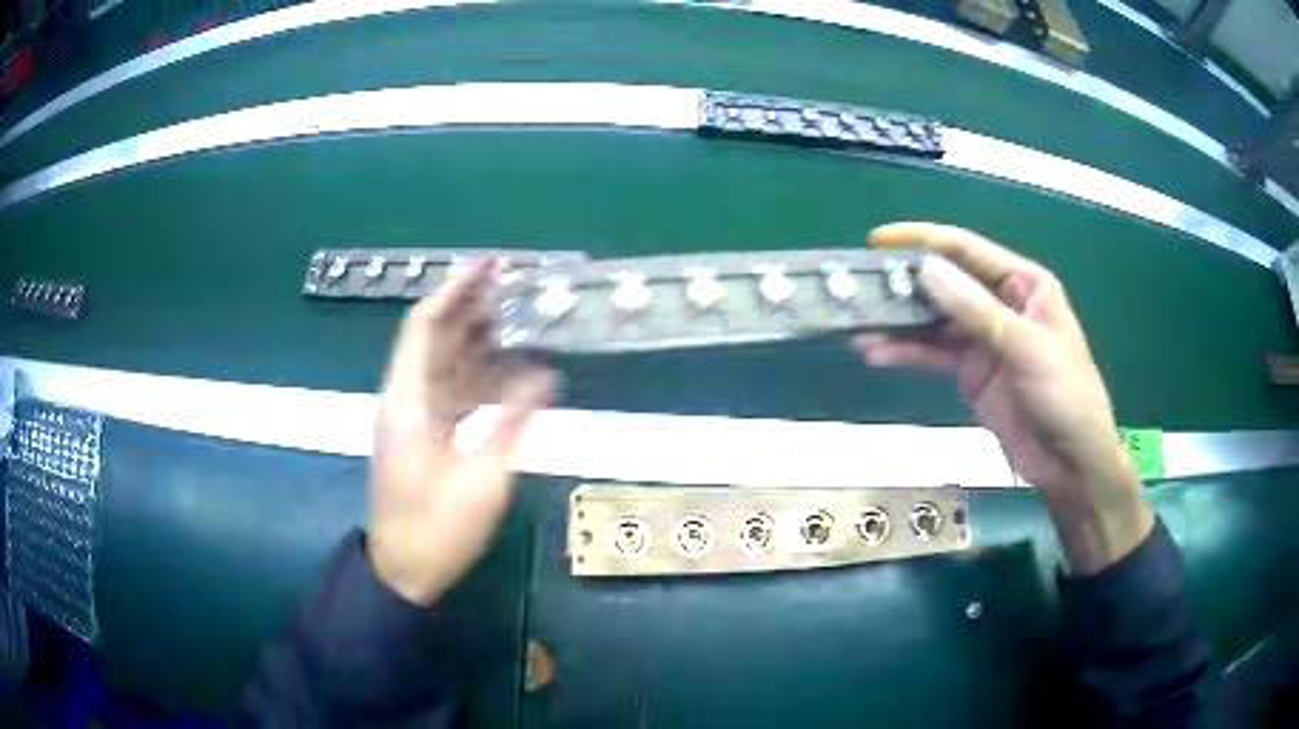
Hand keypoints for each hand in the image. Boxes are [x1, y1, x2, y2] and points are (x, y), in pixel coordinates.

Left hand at [368, 259, 554, 604]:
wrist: (403, 571)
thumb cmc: (437, 529)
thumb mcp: (482, 478)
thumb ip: (512, 421)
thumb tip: (545, 374)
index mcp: (408, 402)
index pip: (425, 328)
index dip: (454, 291)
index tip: (488, 265)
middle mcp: (406, 400)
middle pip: (434, 339)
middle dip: (470, 306)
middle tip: (513, 283)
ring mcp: (414, 418)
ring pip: (444, 364)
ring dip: (476, 338)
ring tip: (517, 314)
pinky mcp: (425, 435)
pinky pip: (451, 391)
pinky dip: (478, 374)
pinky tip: (509, 368)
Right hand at [854, 223, 1151, 573]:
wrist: (1071, 465)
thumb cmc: (1066, 397)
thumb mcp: (1027, 348)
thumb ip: (977, 311)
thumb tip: (925, 270)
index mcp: (1023, 284)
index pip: (968, 250)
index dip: (924, 240)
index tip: (879, 241)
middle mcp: (1001, 303)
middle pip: (946, 282)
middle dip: (905, 282)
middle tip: (860, 285)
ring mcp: (984, 339)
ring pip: (935, 320)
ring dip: (900, 322)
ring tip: (858, 321)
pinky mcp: (971, 373)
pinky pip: (934, 355)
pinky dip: (907, 354)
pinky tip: (876, 353)